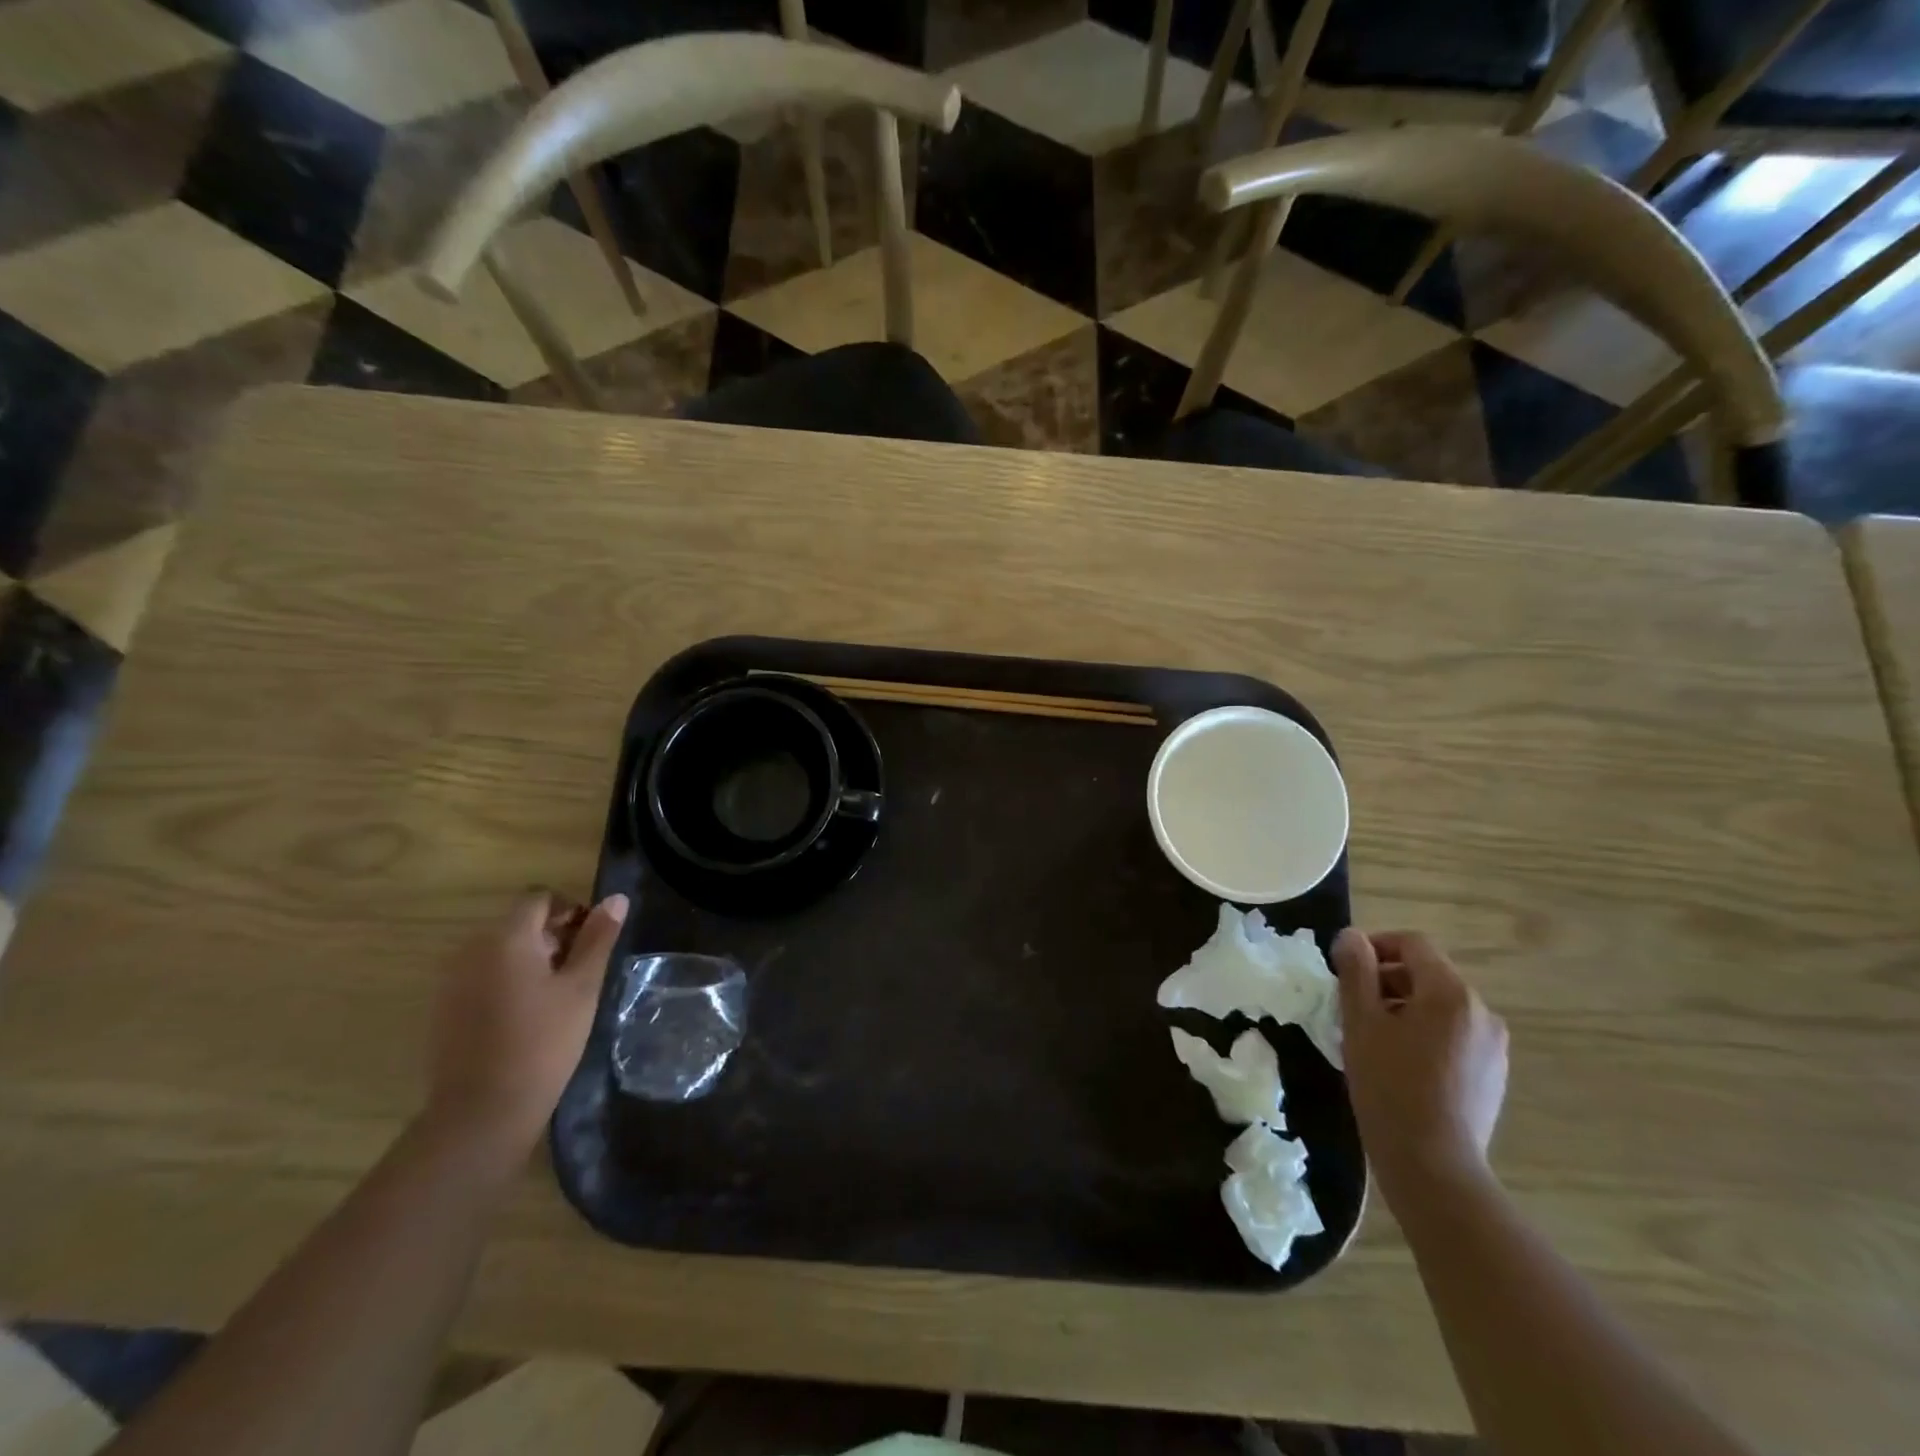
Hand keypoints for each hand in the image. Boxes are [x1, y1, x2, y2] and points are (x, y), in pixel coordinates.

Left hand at [425, 890, 628, 1156]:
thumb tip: (617, 899)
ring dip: (530, 959)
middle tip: (580, 971)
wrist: (482, 1112)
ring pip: (500, 951)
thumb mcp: (582, 987)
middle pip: (519, 923)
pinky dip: (507, 982)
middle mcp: (471, 950)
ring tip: (556, 996)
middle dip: (553, 936)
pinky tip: (526, 1017)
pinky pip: (482, 977)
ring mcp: (452, 980)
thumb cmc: (543, 1042)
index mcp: (506, 938)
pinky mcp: (444, 1009)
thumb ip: (598, 938)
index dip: (571, 910)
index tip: (592, 941)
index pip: (539, 898)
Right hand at [1333, 928, 1507, 1205]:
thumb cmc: (1389, 1086)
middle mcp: (1482, 1012)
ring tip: (1373, 1039)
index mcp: (1451, 993)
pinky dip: (1425, 1035)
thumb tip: (1352, 937)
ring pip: (1441, 1007)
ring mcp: (1493, 1047)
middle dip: (1387, 980)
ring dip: (1404, 1009)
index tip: (1345, 970)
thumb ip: (1356, 971)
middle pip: (1428, 975)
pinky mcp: (1493, 1075)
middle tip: (1352, 1007)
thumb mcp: (1360, 1022)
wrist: (1434, 1166)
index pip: (1413, 944)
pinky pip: (1454, 1036)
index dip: (1375, 946)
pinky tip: (1400, 1066)